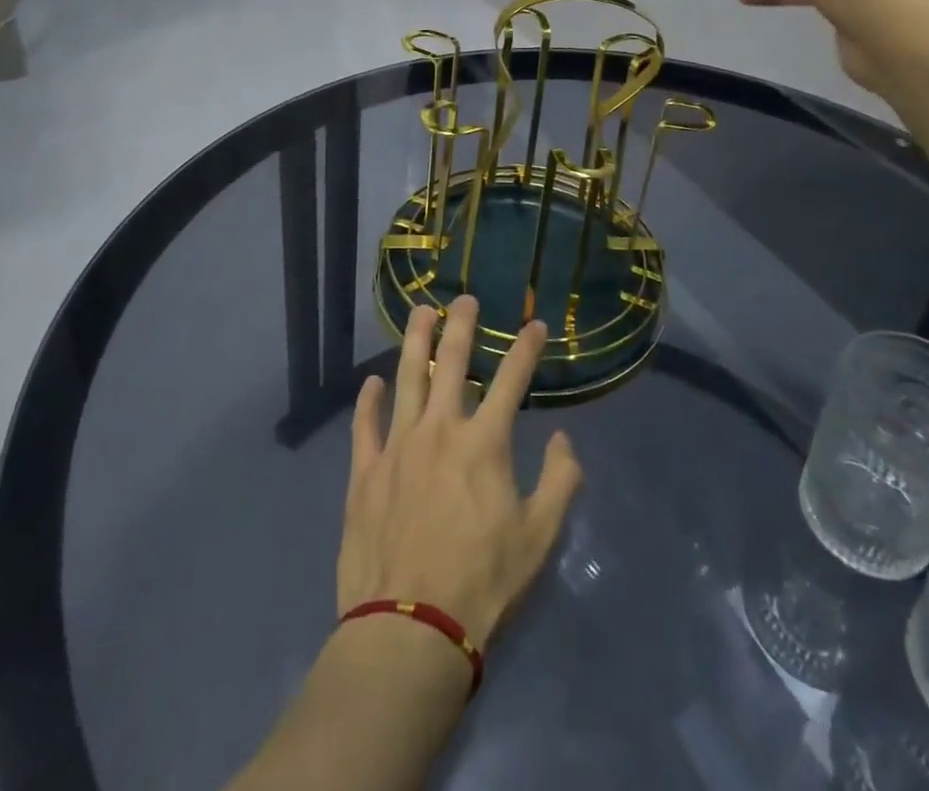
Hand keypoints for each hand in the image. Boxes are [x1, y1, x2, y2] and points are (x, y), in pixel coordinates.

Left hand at [338, 299, 582, 649]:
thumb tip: (564, 439)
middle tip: (465, 298)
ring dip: (415, 342)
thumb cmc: (482, 582)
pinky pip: (364, 425)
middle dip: (462, 326)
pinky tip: (371, 382)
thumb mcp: (539, 537)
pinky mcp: (364, 472)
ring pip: (405, 379)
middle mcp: (440, 430)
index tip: (536, 324)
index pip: (512, 380)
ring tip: (421, 312)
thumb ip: (560, 481)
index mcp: (485, 442)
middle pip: (451, 363)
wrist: (410, 628)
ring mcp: (397, 447)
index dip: (526, 348)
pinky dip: (367, 401)